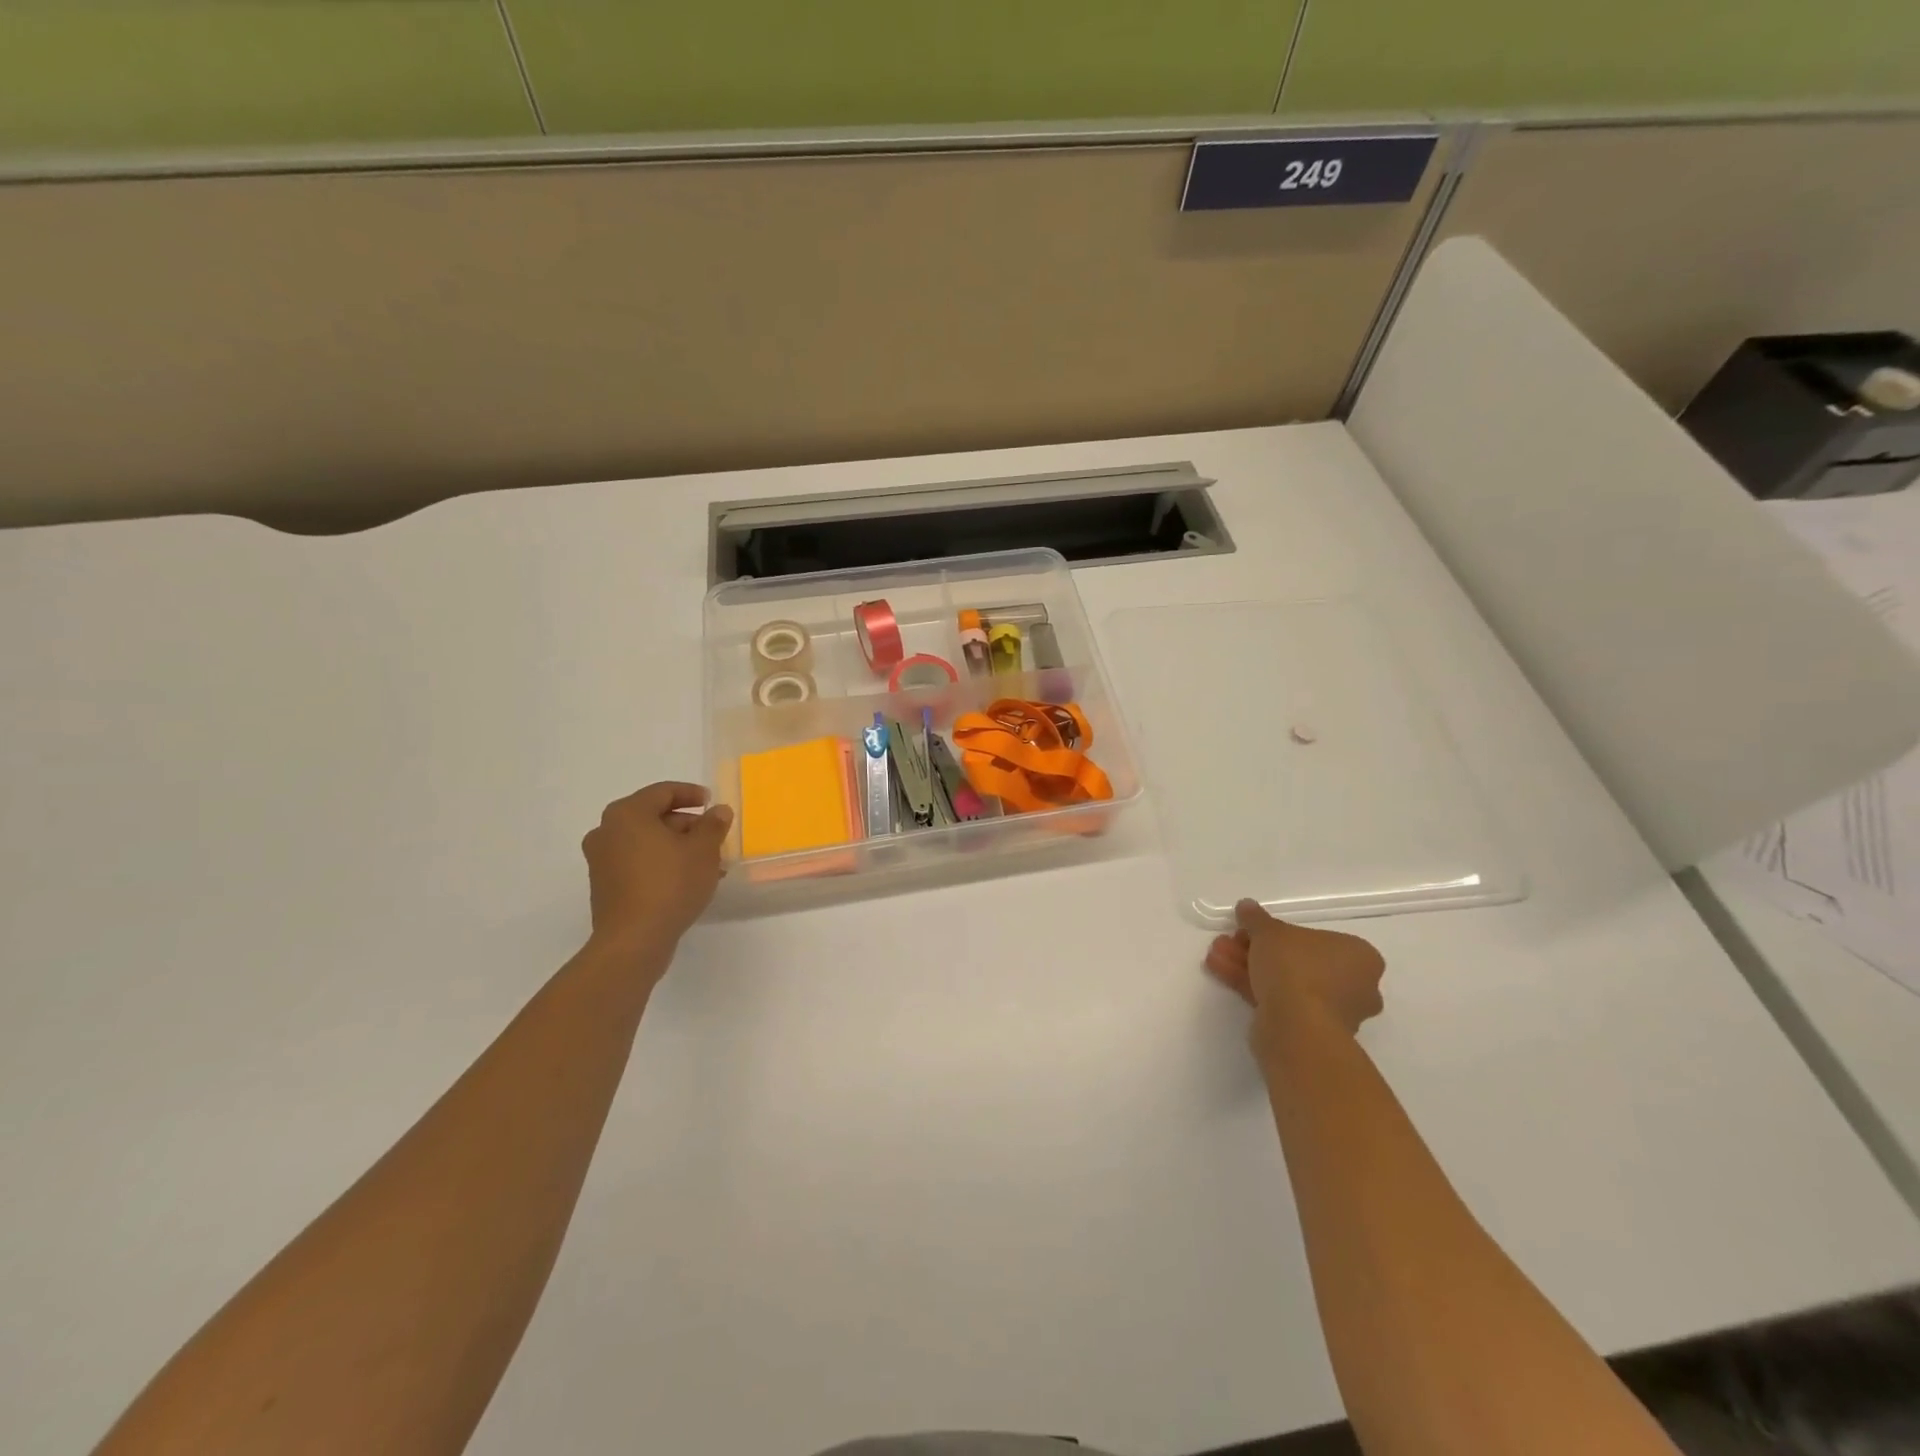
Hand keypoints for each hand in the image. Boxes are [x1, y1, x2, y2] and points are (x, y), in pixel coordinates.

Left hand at [582, 782, 731, 956]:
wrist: (633, 940)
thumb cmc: (670, 884)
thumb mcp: (703, 850)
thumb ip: (713, 825)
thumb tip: (718, 811)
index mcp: (627, 813)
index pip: (663, 792)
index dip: (691, 794)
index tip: (712, 802)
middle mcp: (607, 831)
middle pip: (653, 816)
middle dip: (687, 825)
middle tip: (713, 836)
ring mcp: (601, 860)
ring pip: (646, 842)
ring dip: (676, 847)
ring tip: (708, 863)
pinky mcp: (604, 885)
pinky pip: (637, 862)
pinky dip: (661, 863)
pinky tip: (687, 879)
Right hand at [1206, 899, 1384, 1061]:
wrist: (1297, 1027)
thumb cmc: (1296, 968)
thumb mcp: (1270, 932)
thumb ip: (1257, 919)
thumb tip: (1246, 906)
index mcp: (1360, 958)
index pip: (1318, 939)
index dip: (1278, 933)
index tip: (1251, 931)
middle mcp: (1355, 986)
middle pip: (1298, 961)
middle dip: (1258, 951)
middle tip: (1230, 941)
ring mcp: (1334, 1013)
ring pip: (1286, 983)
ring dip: (1249, 967)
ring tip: (1216, 955)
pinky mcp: (1311, 1032)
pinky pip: (1280, 1002)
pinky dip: (1252, 986)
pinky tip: (1220, 972)